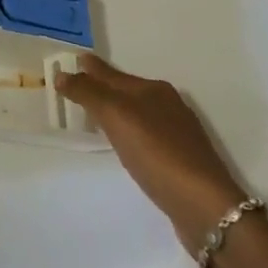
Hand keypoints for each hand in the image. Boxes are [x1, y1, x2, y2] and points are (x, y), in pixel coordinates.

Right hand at [56, 53, 250, 245]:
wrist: (205, 206)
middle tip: (78, 87)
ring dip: (117, 112)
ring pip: (138, 114)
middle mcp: (167, 105)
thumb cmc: (157, 153)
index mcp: (152, 89)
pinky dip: (131, 134)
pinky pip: (147, 137)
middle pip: (126, 91)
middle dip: (104, 87)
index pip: (112, 74)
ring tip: (97, 115)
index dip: (91, 69)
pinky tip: (128, 146)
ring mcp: (178, 134)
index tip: (74, 60)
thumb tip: (62, 74)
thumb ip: (88, 94)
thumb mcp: (117, 117)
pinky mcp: (182, 162)